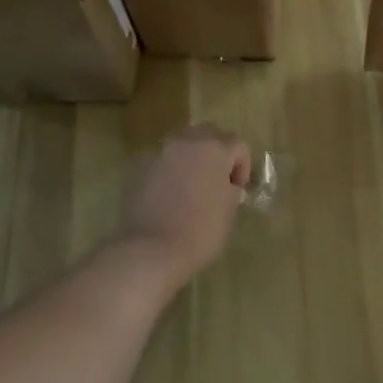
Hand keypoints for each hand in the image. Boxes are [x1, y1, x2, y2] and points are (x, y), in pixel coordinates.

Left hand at [121, 127, 251, 283]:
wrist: (152, 249)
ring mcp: (160, 152)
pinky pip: (162, 159)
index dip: (243, 166)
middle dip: (217, 151)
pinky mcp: (139, 167)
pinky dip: (170, 168)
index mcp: (215, 149)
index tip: (237, 190)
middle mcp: (187, 142)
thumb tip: (225, 185)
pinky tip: (170, 192)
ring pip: (182, 142)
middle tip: (218, 178)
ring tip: (192, 183)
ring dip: (192, 156)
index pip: (238, 145)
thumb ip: (231, 189)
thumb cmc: (201, 230)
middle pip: (209, 133)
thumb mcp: (229, 210)